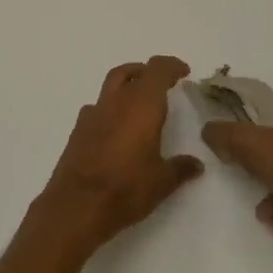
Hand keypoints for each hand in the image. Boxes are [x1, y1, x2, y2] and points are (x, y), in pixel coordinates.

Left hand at [37, 56, 203, 254]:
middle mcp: (117, 101)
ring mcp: (94, 113)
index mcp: (142, 105)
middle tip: (162, 83)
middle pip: (132, 71)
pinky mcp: (78, 129)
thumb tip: (197, 164)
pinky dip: (110, 108)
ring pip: (112, 83)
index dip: (172, 66)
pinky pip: (97, 107)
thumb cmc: (126, 189)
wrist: (76, 206)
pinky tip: (115, 127)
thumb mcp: (162, 182)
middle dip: (149, 72)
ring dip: (127, 84)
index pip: (158, 69)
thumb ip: (181, 168)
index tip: (183, 72)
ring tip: (139, 102)